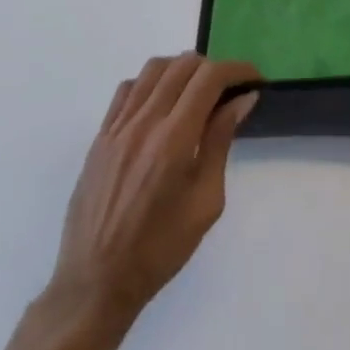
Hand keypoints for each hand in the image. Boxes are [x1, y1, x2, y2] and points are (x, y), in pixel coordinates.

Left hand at [44, 53, 260, 334]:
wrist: (95, 284)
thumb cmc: (160, 249)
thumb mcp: (205, 202)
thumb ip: (221, 142)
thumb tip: (242, 99)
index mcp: (174, 140)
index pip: (209, 77)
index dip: (237, 69)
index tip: (254, 79)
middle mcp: (144, 123)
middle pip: (182, 65)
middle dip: (213, 68)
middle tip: (229, 89)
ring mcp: (117, 127)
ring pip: (153, 69)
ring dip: (181, 70)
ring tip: (196, 92)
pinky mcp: (100, 137)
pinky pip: (127, 90)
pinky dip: (151, 84)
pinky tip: (161, 105)